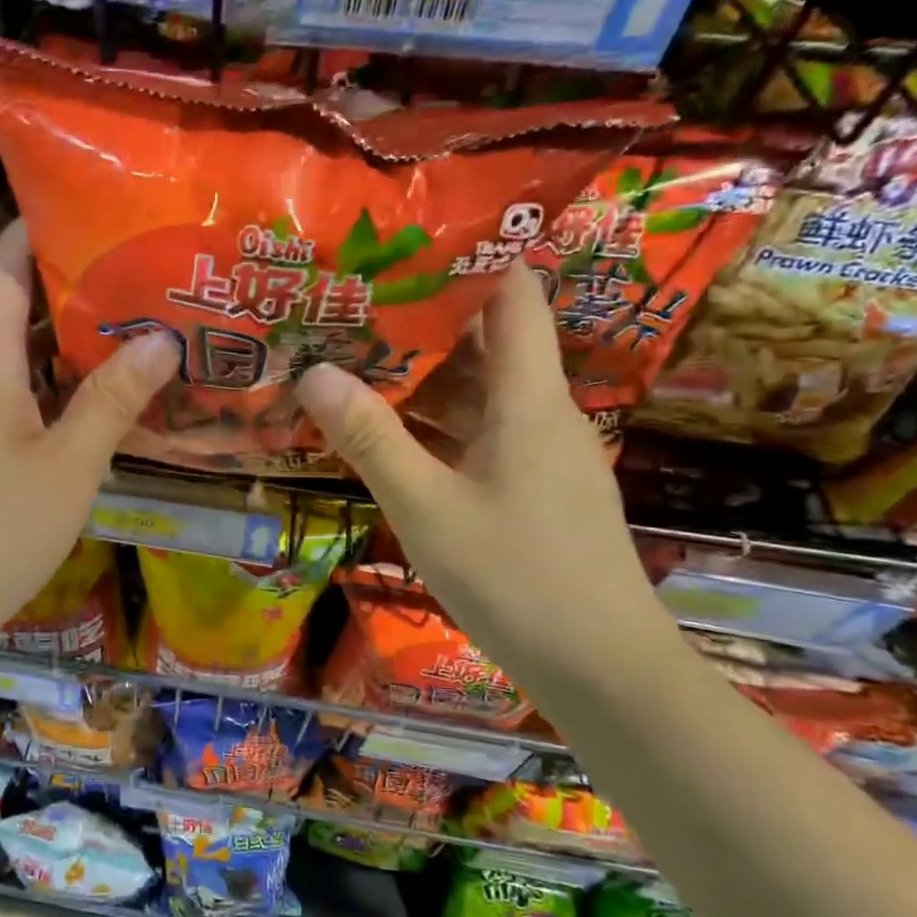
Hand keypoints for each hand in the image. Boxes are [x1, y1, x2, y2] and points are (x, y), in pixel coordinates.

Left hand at [0, 221, 178, 700]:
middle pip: (11, 309)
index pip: (2, 267)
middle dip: (71, 285)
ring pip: (14, 360)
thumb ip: (111, 402)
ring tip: (130, 328)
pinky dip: (51, 388)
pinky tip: (90, 404)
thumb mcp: (65, 469)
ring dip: (64, 341)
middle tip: (139, 273)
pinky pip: (10, 401)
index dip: (37, 227)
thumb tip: (162, 339)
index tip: (90, 205)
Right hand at [296, 263, 675, 694]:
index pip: (514, 296)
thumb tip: (313, 371)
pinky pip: (481, 435)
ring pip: (480, 394)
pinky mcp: (534, 489)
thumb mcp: (427, 507)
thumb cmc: (517, 579)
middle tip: (353, 304)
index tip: (403, 244)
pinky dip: (437, 425)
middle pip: (488, 343)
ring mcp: (541, 454)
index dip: (469, 258)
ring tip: (354, 359)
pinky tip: (388, 434)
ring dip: (424, 378)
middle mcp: (543, 414)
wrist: (602, 671)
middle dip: (423, 320)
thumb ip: (371, 438)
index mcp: (530, 400)